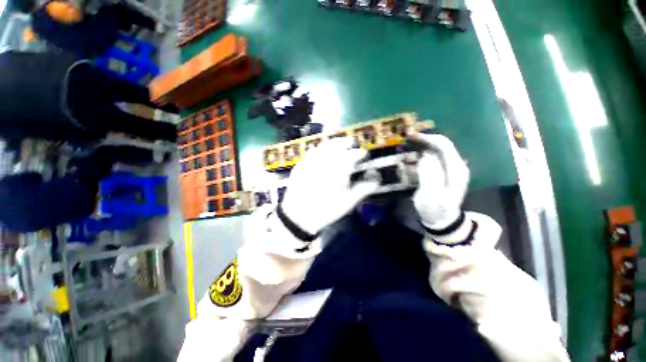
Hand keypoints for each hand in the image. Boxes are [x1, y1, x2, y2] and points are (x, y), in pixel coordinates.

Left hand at [281, 137, 378, 234]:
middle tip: (351, 141)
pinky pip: (310, 154)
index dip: (358, 153)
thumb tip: (376, 181)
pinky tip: (320, 151)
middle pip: (335, 147)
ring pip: (322, 147)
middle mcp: (323, 165)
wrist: (298, 217)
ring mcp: (310, 164)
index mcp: (337, 173)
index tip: (364, 153)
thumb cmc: (325, 211)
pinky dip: (318, 149)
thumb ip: (361, 190)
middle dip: (344, 142)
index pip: (350, 157)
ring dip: (331, 143)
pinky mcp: (300, 167)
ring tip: (337, 142)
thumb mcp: (346, 203)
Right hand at [412, 134, 469, 229]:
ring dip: (419, 148)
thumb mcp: (431, 196)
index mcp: (455, 169)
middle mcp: (455, 165)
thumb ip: (430, 175)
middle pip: (440, 145)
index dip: (428, 138)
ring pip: (434, 151)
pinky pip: (430, 159)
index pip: (444, 145)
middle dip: (422, 141)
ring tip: (404, 149)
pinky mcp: (442, 172)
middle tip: (405, 142)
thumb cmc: (435, 210)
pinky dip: (419, 157)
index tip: (410, 137)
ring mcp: (449, 169)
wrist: (442, 220)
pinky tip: (408, 160)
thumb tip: (426, 156)